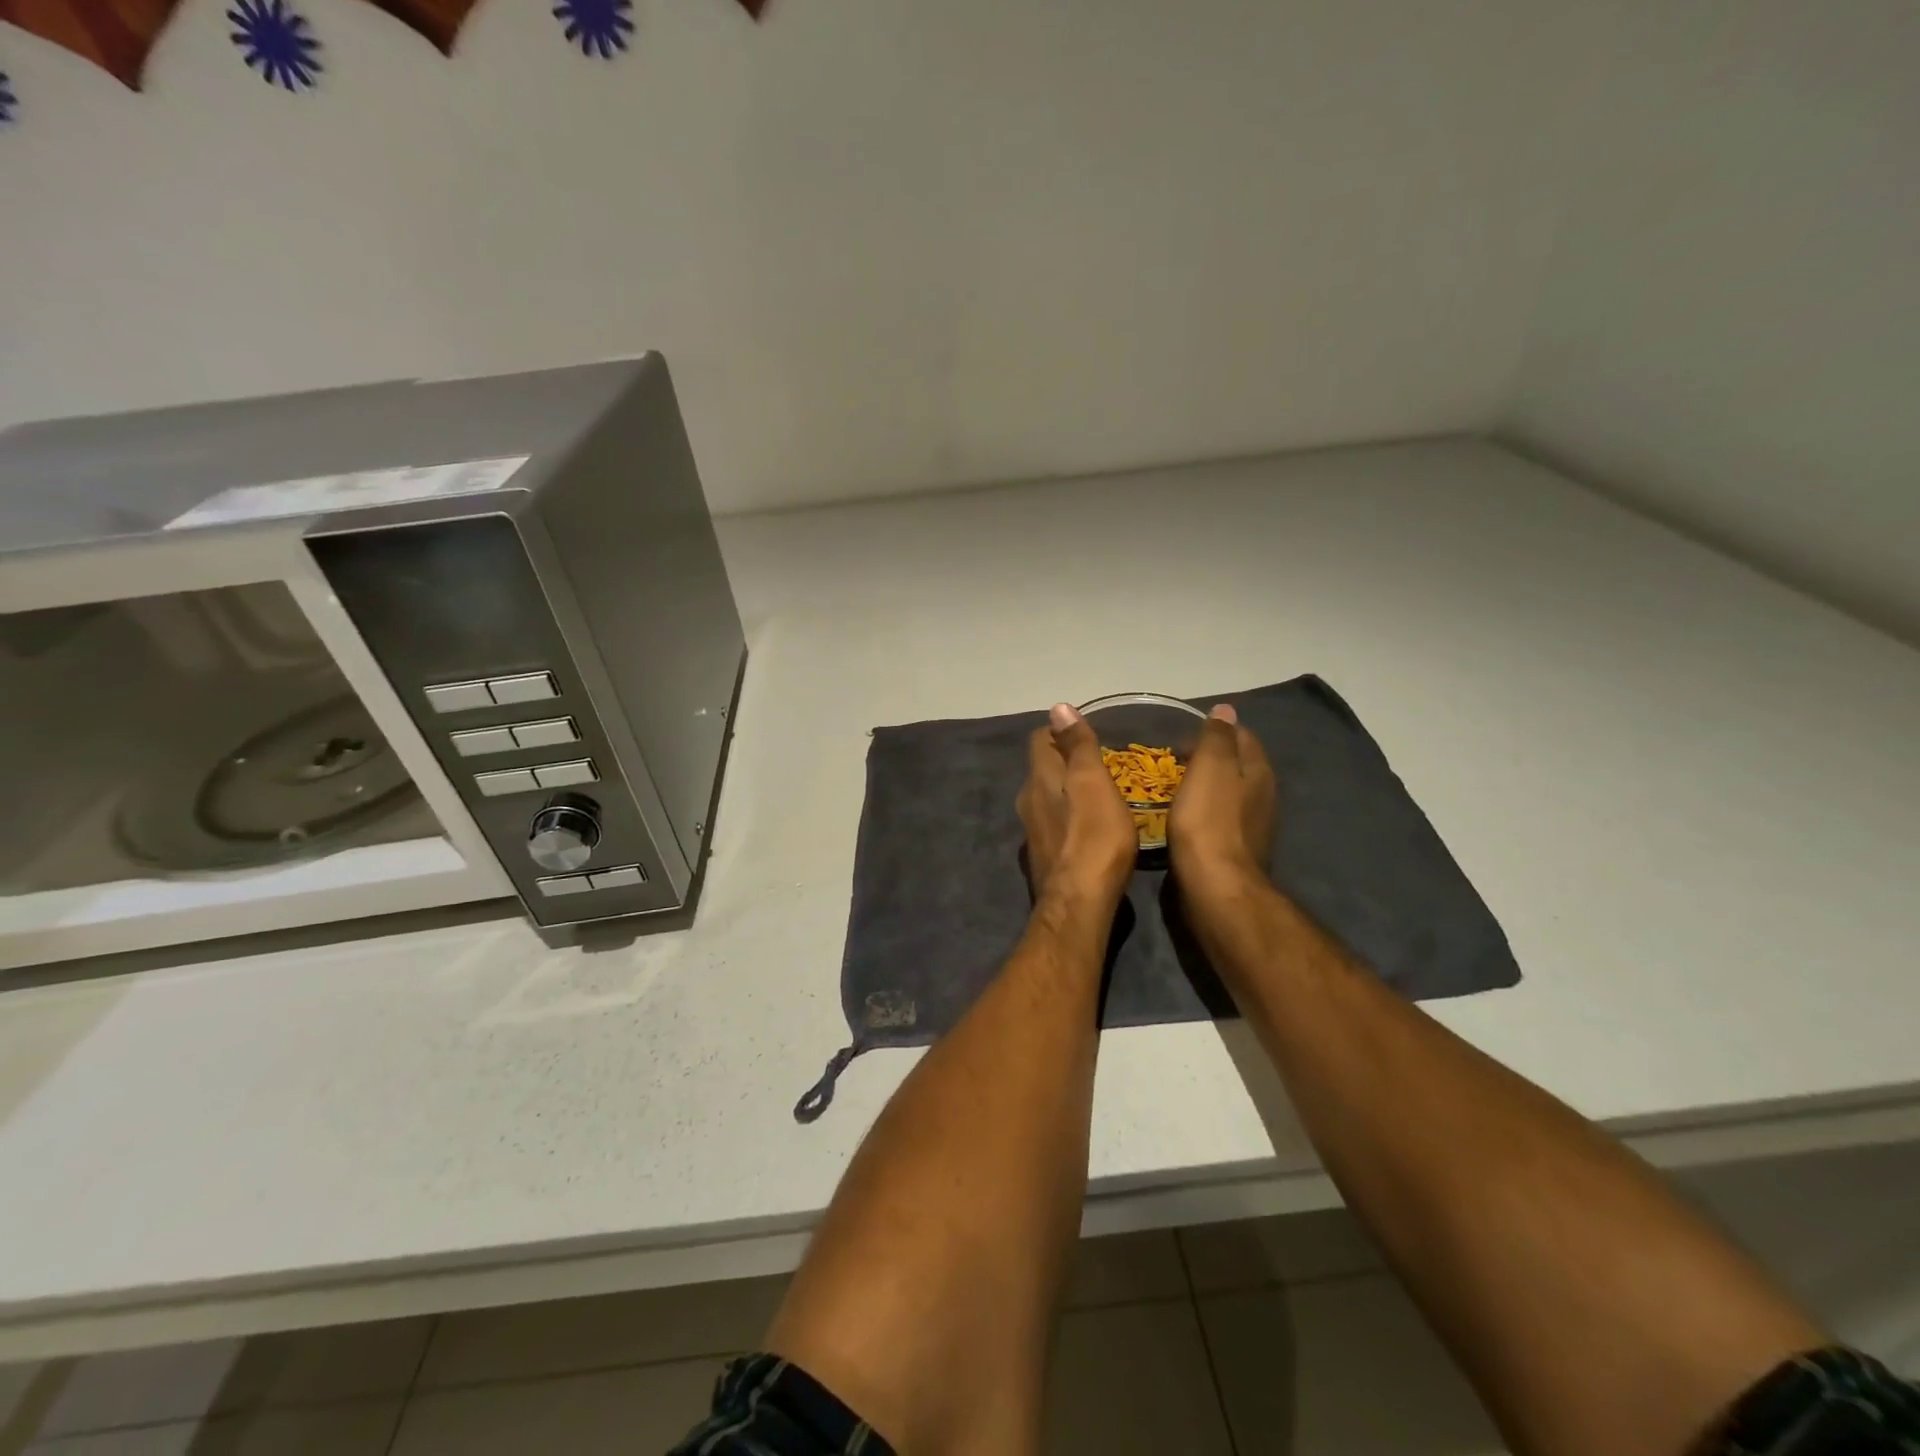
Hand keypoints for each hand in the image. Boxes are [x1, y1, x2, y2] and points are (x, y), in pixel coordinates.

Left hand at [1017, 703, 1137, 906]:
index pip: (1040, 739)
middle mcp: (1027, 800)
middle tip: (1099, 764)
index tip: (1086, 735)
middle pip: (1042, 769)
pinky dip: (1068, 819)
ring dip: (1066, 791)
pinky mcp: (1042, 857)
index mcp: (1039, 778)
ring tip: (1098, 795)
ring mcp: (1032, 831)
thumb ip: (1078, 746)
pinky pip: (1053, 825)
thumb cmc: (1094, 837)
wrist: (1079, 902)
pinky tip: (1089, 830)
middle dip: (1065, 761)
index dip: (1061, 731)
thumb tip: (1058, 707)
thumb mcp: (1093, 782)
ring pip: (1046, 798)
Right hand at [1169, 703, 1275, 901]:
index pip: (1241, 735)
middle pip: (1237, 764)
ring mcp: (1251, 824)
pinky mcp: (1235, 848)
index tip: (1180, 738)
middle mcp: (1262, 795)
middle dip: (1209, 757)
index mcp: (1258, 770)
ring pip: (1228, 792)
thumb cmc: (1209, 820)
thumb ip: (1217, 736)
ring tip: (1172, 786)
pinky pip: (1218, 817)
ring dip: (1205, 785)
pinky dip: (1202, 810)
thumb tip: (1225, 709)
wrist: (1215, 885)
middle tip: (1173, 760)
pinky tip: (1182, 817)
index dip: (1213, 730)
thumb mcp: (1210, 767)